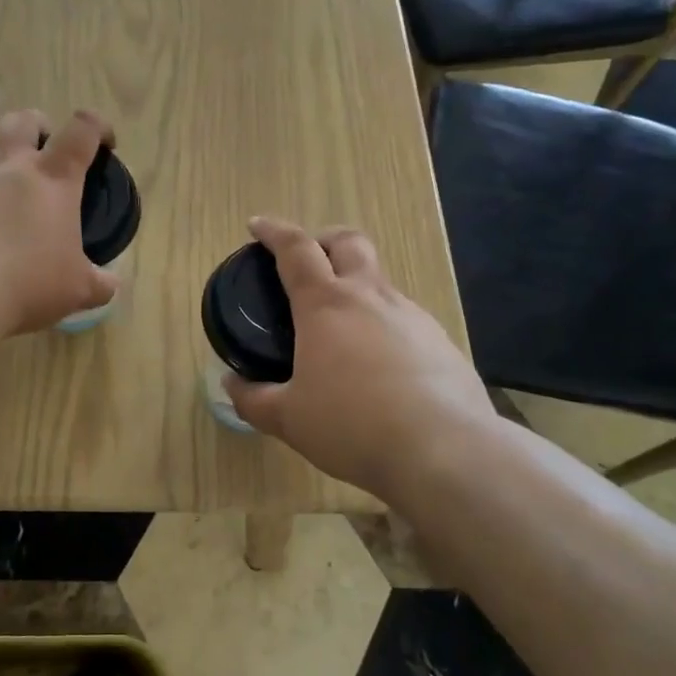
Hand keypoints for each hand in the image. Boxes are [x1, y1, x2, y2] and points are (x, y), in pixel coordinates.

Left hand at [0, 108, 118, 334]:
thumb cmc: (27, 283)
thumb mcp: (77, 291)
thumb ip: (99, 283)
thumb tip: (109, 284)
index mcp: (54, 178)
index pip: (82, 131)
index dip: (97, 127)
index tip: (104, 142)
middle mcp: (10, 164)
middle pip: (24, 120)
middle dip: (39, 128)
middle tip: (44, 155)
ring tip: (2, 191)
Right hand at [225, 217, 497, 501]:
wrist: (444, 450)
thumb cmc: (352, 425)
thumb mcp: (289, 419)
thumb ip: (254, 399)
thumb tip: (231, 385)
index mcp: (326, 306)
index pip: (295, 249)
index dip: (273, 231)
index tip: (257, 226)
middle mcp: (371, 298)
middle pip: (349, 242)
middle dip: (324, 239)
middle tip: (308, 260)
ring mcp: (413, 316)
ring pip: (380, 283)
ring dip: (357, 289)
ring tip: (342, 332)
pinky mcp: (441, 342)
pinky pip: (405, 321)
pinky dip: (384, 328)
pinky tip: (381, 368)